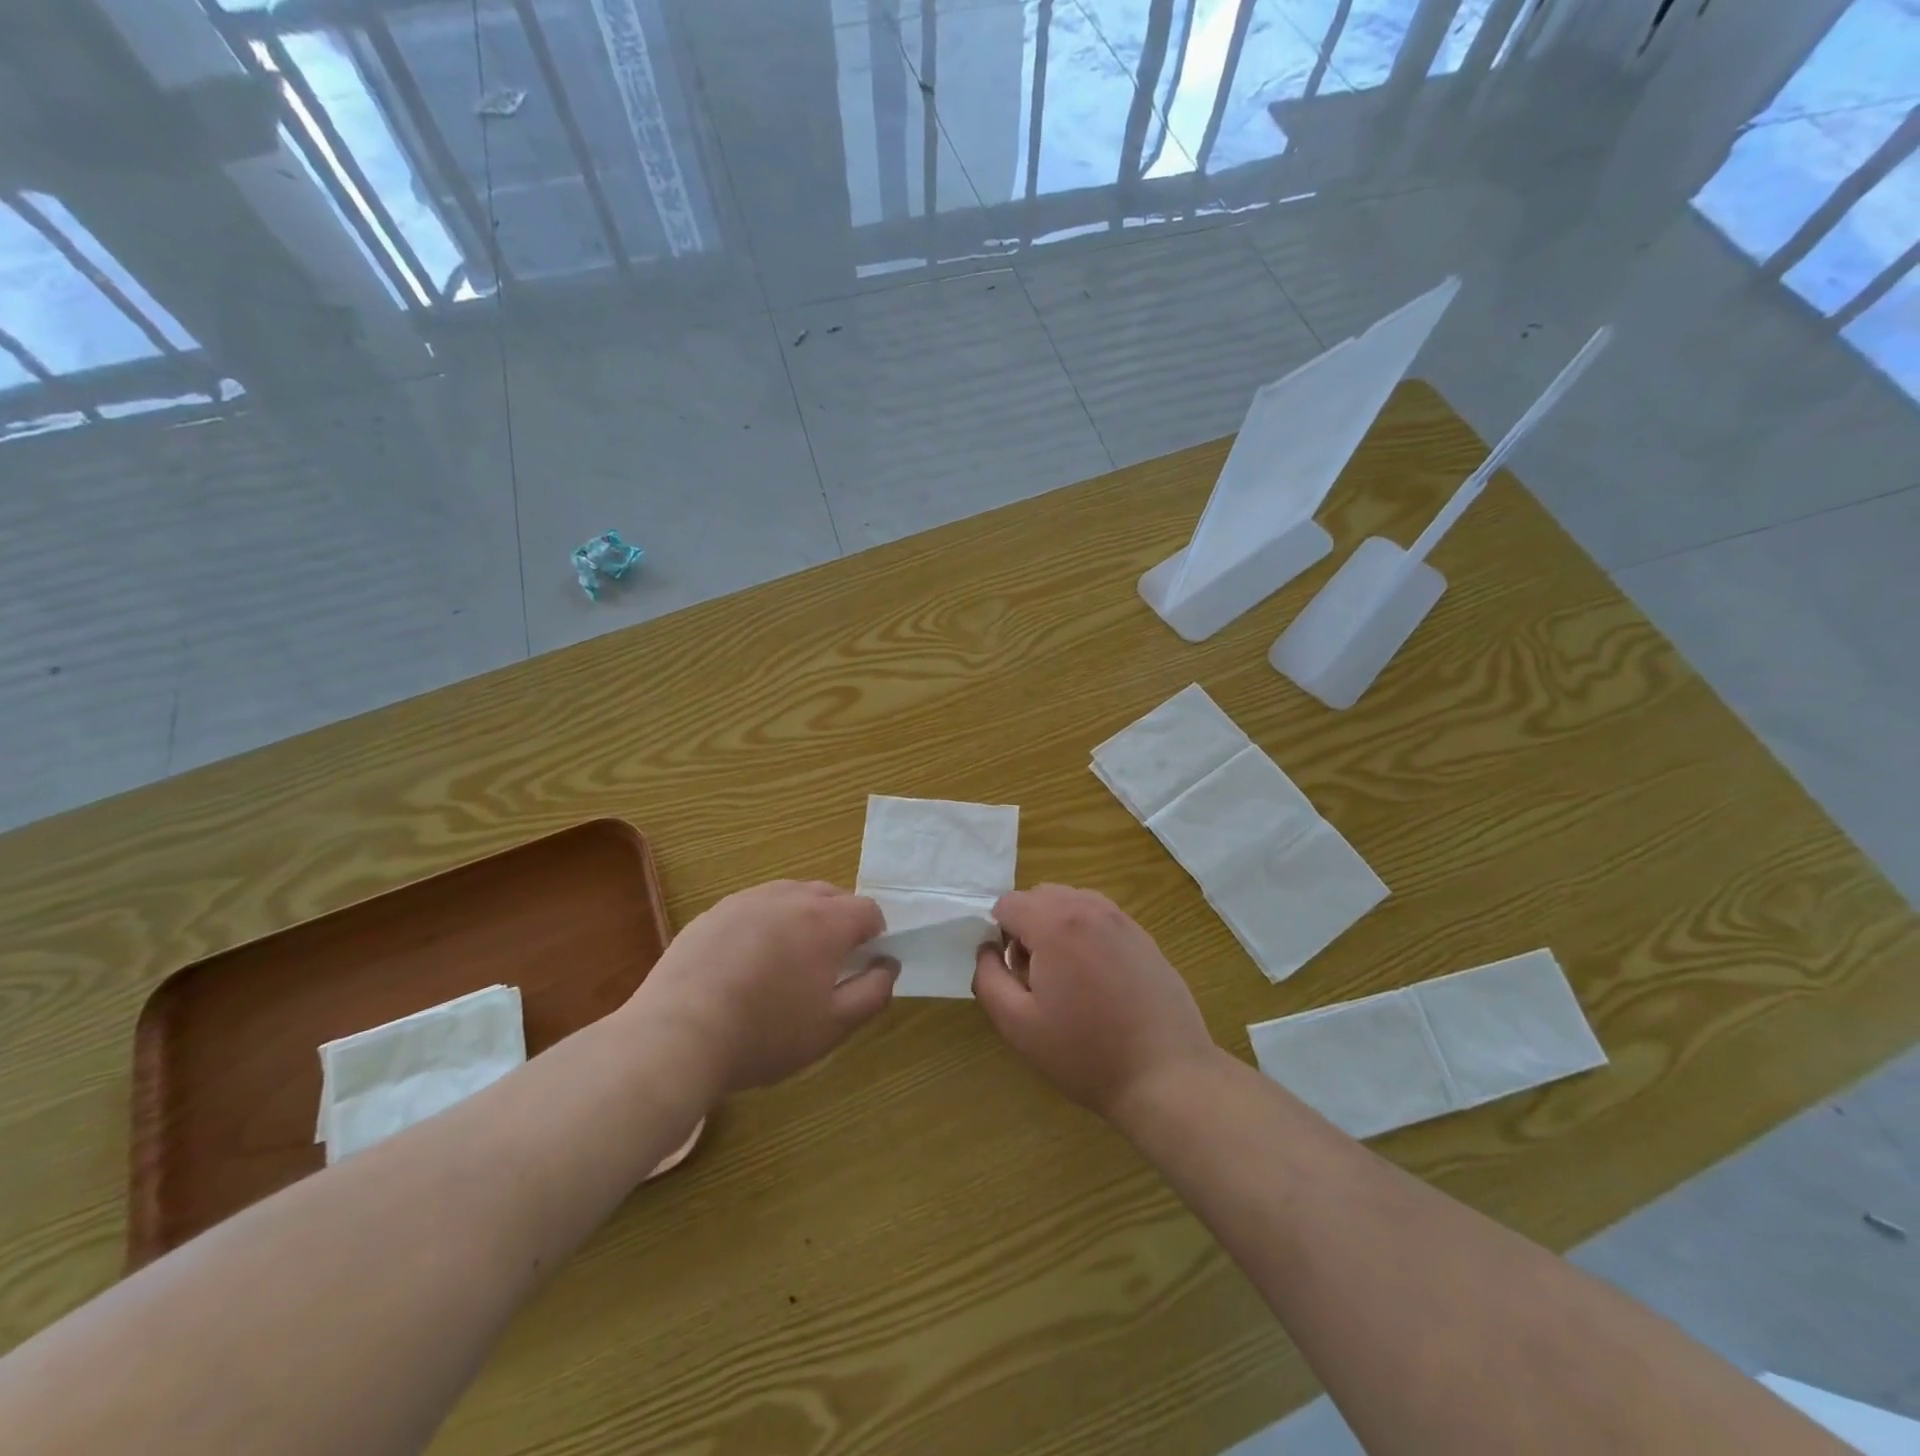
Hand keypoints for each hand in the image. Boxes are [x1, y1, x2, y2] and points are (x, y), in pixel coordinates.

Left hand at [627, 880, 895, 1091]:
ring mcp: (746, 900)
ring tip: (788, 960)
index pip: (867, 909)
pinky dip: (764, 924)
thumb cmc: (765, 1034)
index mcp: (825, 921)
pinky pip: (754, 907)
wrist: (677, 1036)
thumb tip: (887, 964)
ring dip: (802, 917)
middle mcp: (789, 897)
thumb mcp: (833, 1027)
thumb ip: (873, 992)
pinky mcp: (713, 913)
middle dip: (840, 921)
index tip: (863, 963)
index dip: (875, 934)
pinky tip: (747, 962)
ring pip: (790, 896)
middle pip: (830, 895)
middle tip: (829, 963)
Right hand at [973, 885, 1217, 1122]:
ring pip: (1070, 901)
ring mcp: (1121, 919)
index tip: (1013, 973)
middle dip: (1026, 926)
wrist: (1165, 1074)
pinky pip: (1099, 916)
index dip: (999, 935)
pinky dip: (1085, 932)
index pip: (1008, 903)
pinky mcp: (1143, 935)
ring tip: (1067, 977)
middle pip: (1039, 895)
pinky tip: (1097, 978)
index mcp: (1055, 924)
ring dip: (1056, 925)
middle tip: (1036, 977)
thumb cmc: (1085, 1052)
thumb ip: (989, 978)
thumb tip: (987, 949)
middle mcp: (1089, 908)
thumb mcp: (1018, 1025)